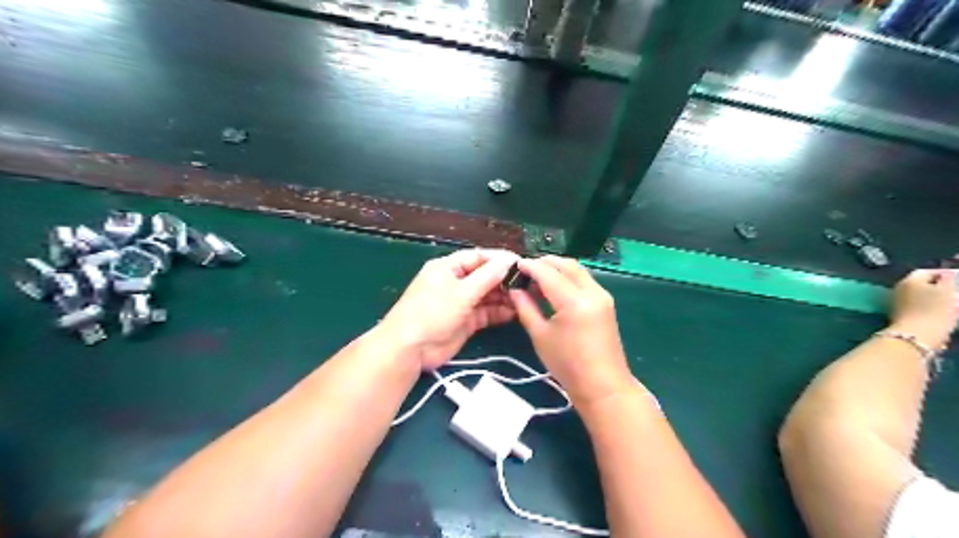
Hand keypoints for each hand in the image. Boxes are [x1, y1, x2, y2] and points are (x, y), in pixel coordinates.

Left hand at [379, 247, 520, 369]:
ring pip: (487, 296)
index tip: (522, 263)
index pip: (478, 257)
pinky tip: (515, 312)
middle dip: (504, 279)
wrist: (410, 350)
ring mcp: (461, 303)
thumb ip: (487, 276)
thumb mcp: (461, 292)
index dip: (499, 259)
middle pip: (484, 276)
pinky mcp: (466, 321)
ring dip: (504, 296)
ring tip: (525, 298)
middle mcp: (456, 283)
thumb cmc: (432, 312)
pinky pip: (486, 313)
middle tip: (528, 283)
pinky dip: (499, 312)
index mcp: (448, 268)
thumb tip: (508, 259)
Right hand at [509, 257, 635, 407]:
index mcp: (574, 302)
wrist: (603, 386)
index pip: (548, 273)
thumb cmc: (568, 366)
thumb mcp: (540, 336)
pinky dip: (568, 277)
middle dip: (544, 262)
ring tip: (536, 277)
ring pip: (577, 270)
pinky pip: (584, 280)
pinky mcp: (606, 302)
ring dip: (557, 268)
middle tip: (524, 269)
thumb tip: (514, 289)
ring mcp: (602, 296)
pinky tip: (554, 287)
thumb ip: (525, 308)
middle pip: (566, 265)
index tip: (513, 265)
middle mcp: (592, 292)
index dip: (529, 266)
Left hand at [888, 269, 954, 349]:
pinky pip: (917, 308)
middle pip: (921, 285)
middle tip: (955, 293)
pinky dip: (929, 309)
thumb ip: (947, 280)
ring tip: (952, 305)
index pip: (925, 272)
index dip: (943, 274)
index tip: (956, 279)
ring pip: (919, 297)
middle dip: (939, 288)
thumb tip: (945, 275)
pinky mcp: (900, 316)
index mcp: (908, 281)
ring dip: (935, 299)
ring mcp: (897, 303)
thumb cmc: (934, 310)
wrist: (917, 334)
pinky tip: (942, 316)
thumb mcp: (947, 291)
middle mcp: (899, 289)